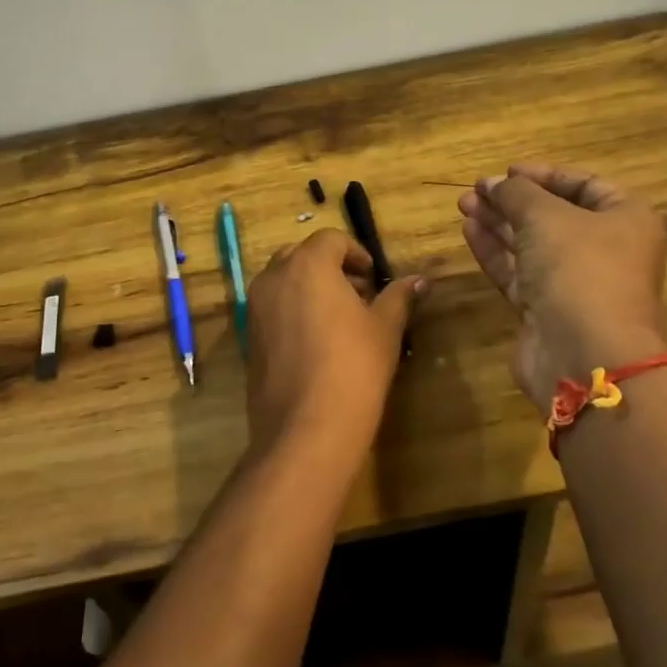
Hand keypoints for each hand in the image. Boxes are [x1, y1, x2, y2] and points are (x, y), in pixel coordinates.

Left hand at [244, 229, 425, 465]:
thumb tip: (419, 280)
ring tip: (339, 320)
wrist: (306, 428)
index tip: (373, 279)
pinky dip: (292, 311)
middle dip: (330, 267)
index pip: (331, 239)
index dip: (356, 253)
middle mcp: (274, 277)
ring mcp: (254, 308)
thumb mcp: (384, 329)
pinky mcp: (248, 337)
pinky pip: (272, 309)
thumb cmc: (354, 367)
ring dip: (310, 287)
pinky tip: (317, 343)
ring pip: (283, 281)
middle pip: (302, 255)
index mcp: (307, 265)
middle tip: (358, 295)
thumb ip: (398, 297)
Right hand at [458, 164, 666, 408]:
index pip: (585, 185)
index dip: (545, 175)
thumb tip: (494, 183)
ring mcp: (575, 284)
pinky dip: (495, 251)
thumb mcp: (546, 216)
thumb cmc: (579, 269)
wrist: (586, 355)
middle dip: (513, 200)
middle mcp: (605, 250)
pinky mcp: (547, 310)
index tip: (508, 171)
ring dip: (498, 223)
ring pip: (531, 244)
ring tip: (464, 205)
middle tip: (475, 190)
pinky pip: (518, 272)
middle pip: (554, 215)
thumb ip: (516, 193)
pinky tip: (469, 231)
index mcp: (625, 220)